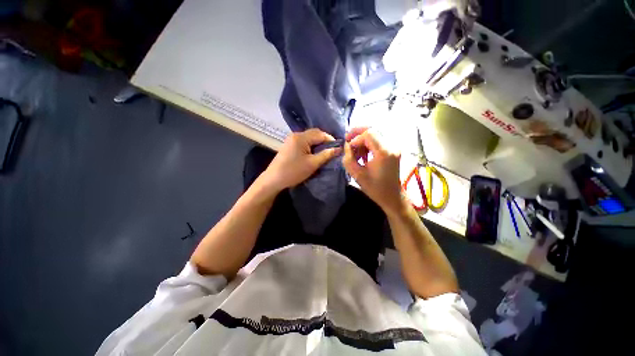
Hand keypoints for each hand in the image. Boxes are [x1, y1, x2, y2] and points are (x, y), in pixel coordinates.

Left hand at [261, 129, 341, 190]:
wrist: (274, 179)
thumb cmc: (294, 171)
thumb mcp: (312, 164)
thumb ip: (326, 155)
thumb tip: (338, 149)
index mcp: (301, 137)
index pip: (320, 133)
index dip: (330, 140)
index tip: (337, 148)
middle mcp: (295, 135)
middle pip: (314, 134)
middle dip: (324, 141)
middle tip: (332, 150)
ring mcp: (291, 139)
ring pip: (309, 138)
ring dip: (317, 144)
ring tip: (324, 153)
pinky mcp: (289, 145)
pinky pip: (303, 142)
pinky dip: (311, 146)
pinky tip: (314, 153)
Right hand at [342, 127, 404, 214]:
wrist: (392, 196)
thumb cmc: (375, 188)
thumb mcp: (357, 175)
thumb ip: (349, 159)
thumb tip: (347, 146)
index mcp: (384, 152)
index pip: (369, 134)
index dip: (356, 139)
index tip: (349, 150)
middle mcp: (392, 146)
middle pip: (373, 130)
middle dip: (357, 133)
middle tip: (347, 140)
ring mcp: (393, 147)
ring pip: (375, 134)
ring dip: (362, 140)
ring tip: (355, 152)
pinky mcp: (392, 150)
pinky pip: (378, 140)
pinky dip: (367, 144)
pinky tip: (362, 154)